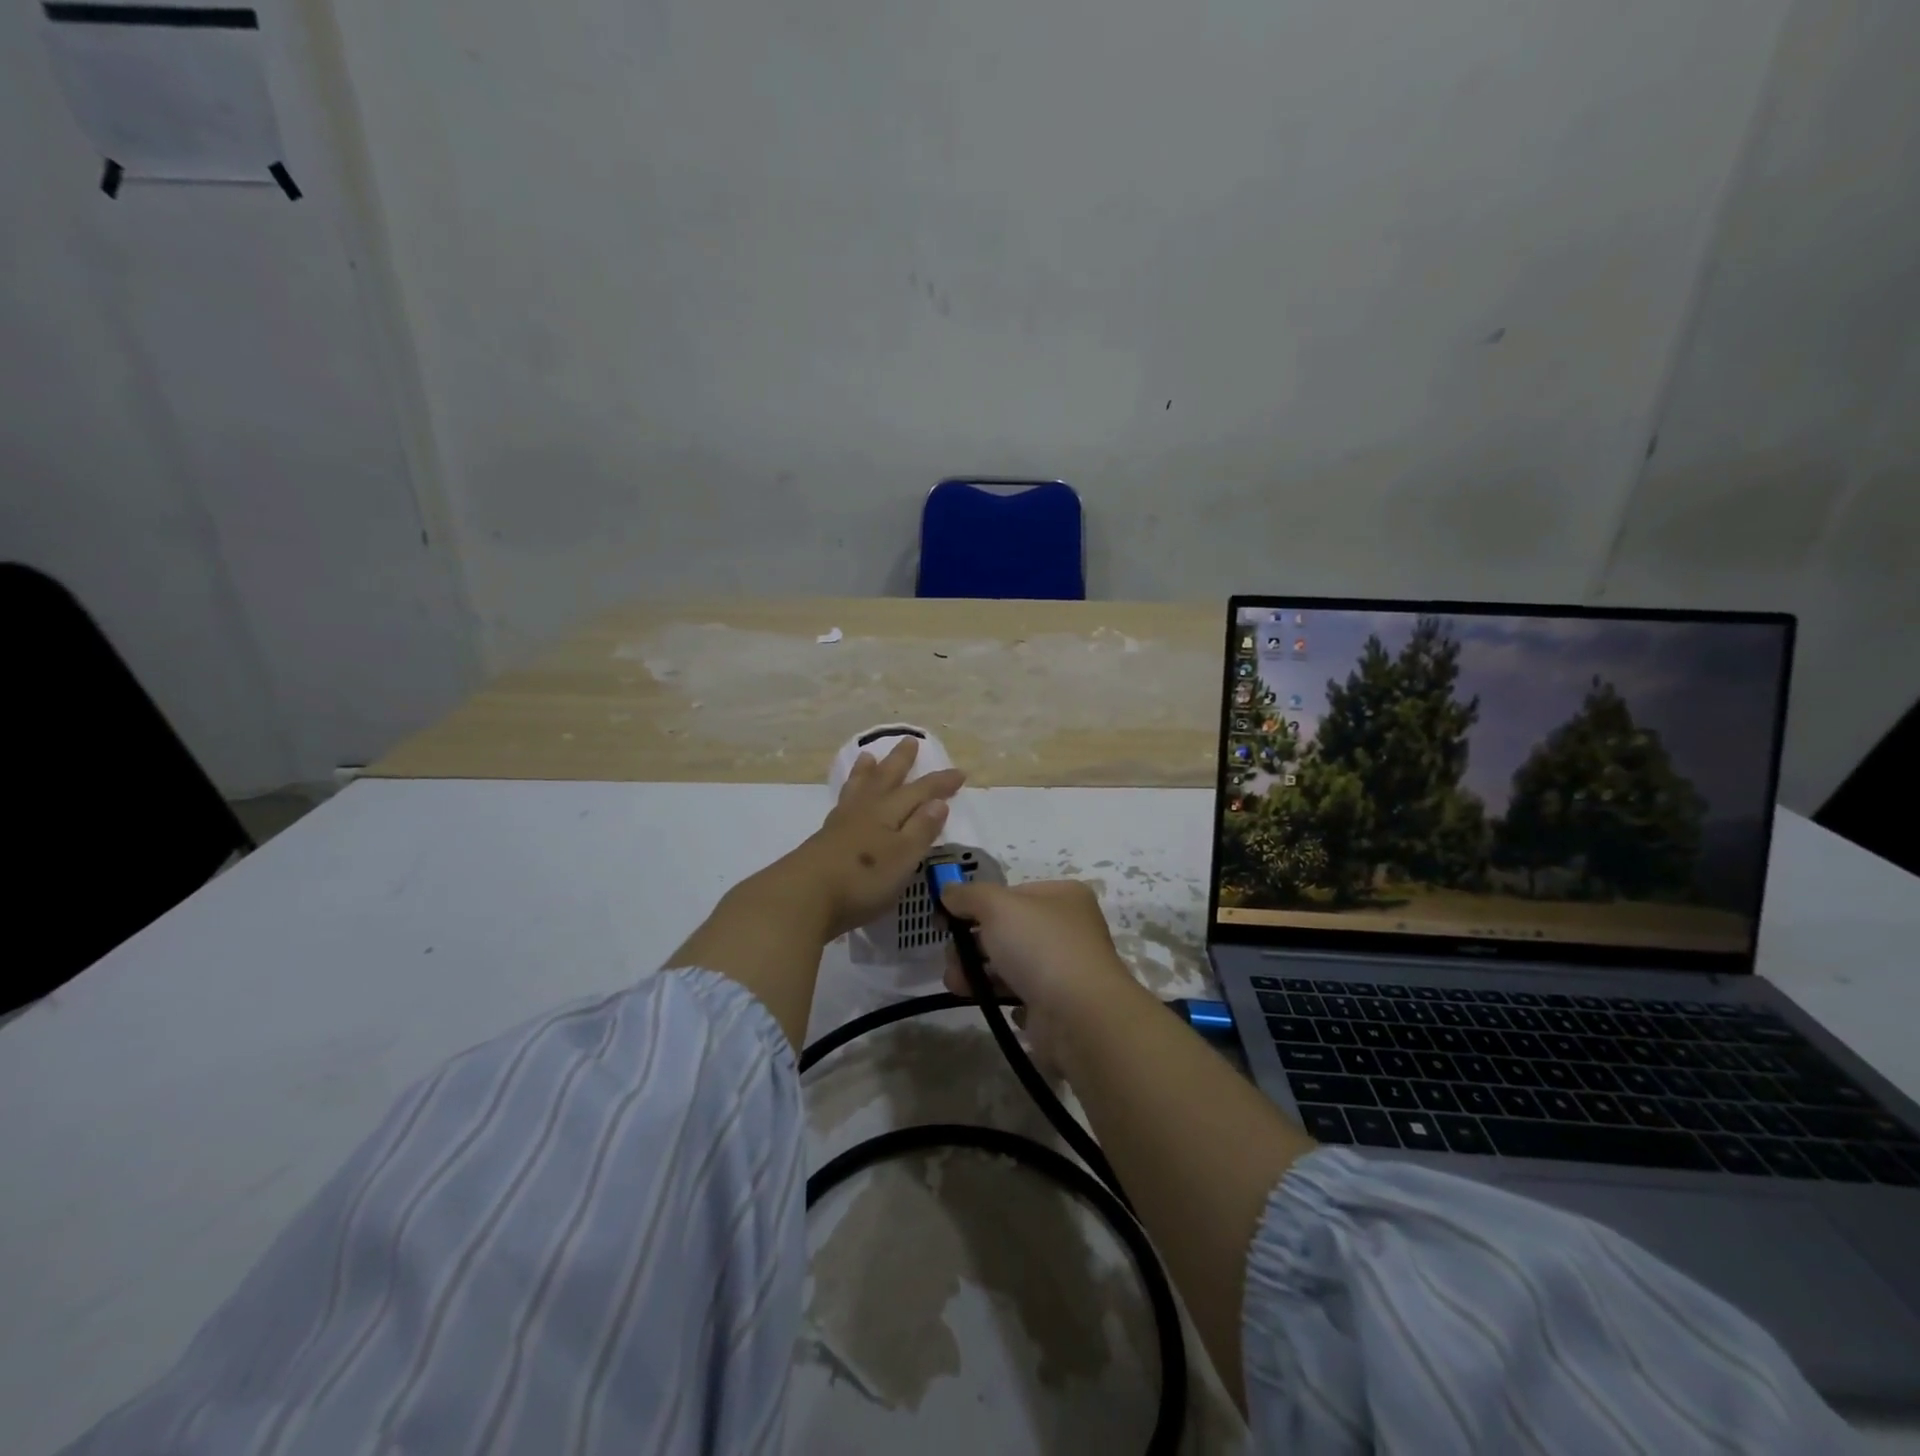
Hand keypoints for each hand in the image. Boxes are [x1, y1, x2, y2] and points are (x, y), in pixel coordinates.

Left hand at [769, 736, 964, 941]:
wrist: (804, 897)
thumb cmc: (862, 879)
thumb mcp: (903, 857)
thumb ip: (921, 829)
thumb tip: (938, 802)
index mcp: (888, 813)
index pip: (921, 792)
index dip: (940, 783)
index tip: (960, 773)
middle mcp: (865, 811)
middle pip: (886, 780)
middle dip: (900, 762)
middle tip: (909, 741)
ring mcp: (841, 824)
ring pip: (859, 788)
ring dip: (867, 772)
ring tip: (868, 757)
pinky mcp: (824, 840)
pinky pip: (843, 803)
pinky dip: (849, 793)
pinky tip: (847, 801)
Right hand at [937, 879, 1138, 1071]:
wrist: (1079, 1016)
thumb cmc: (1040, 947)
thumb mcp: (996, 906)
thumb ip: (968, 895)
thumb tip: (948, 892)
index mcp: (1063, 896)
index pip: (1010, 894)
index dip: (975, 905)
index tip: (945, 921)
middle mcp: (1069, 928)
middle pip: (1007, 929)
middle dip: (972, 944)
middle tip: (951, 959)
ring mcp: (1066, 968)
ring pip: (1010, 964)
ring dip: (978, 972)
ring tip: (956, 984)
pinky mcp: (1059, 1005)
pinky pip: (1023, 995)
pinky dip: (1004, 998)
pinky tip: (994, 1002)